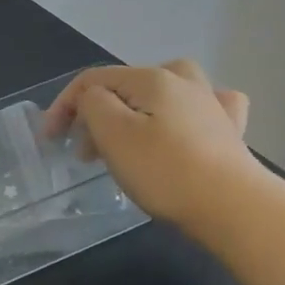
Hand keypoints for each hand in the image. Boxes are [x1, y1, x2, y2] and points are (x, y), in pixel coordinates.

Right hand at [41, 62, 256, 228]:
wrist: (234, 207)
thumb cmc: (164, 170)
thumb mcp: (113, 133)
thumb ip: (93, 104)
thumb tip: (94, 99)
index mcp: (152, 78)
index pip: (93, 80)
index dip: (64, 105)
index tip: (50, 140)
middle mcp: (184, 81)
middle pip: (124, 87)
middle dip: (96, 115)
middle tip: (84, 154)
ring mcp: (211, 104)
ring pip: (160, 94)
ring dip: (133, 113)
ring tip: (123, 143)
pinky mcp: (229, 130)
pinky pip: (201, 107)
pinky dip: (185, 112)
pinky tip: (187, 122)